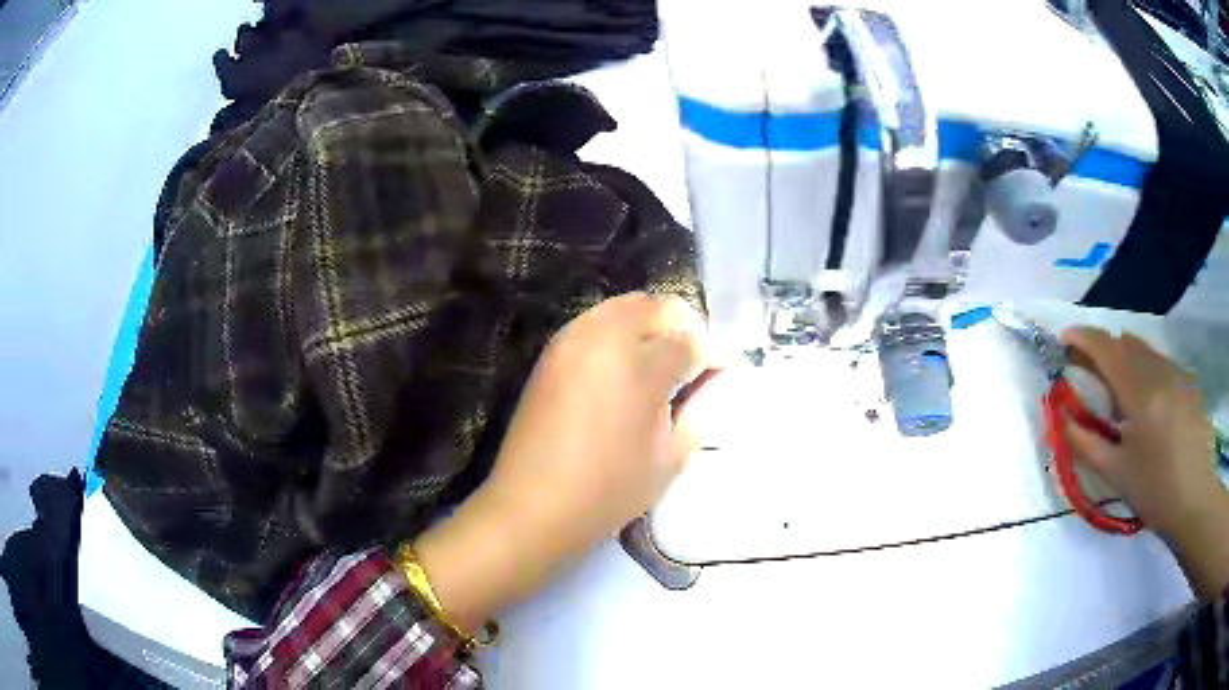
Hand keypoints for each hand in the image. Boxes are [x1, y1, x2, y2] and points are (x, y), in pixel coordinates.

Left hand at [416, 293, 719, 628]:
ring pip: (626, 305)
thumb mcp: (671, 459)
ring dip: (652, 325)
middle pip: (660, 307)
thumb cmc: (608, 491)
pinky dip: (620, 330)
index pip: (692, 340)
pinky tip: (625, 365)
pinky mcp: (552, 350)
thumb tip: (716, 380)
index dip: (714, 356)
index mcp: (640, 366)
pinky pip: (596, 320)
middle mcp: (605, 337)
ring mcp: (572, 339)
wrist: (532, 505)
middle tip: (694, 365)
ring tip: (661, 362)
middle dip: (686, 329)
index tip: (724, 373)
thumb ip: (699, 410)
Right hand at [1061, 327, 1228, 598]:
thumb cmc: (1154, 490)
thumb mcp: (1116, 473)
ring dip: (1124, 357)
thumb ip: (1085, 443)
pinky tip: (1146, 399)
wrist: (1194, 499)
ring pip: (1144, 349)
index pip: (1105, 348)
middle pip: (1124, 342)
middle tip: (1088, 369)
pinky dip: (1144, 368)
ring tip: (1117, 386)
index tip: (1063, 340)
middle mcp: (1158, 369)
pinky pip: (1160, 361)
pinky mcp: (1187, 380)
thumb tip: (1061, 419)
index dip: (1082, 338)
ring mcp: (1176, 372)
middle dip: (1102, 349)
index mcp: (1138, 391)